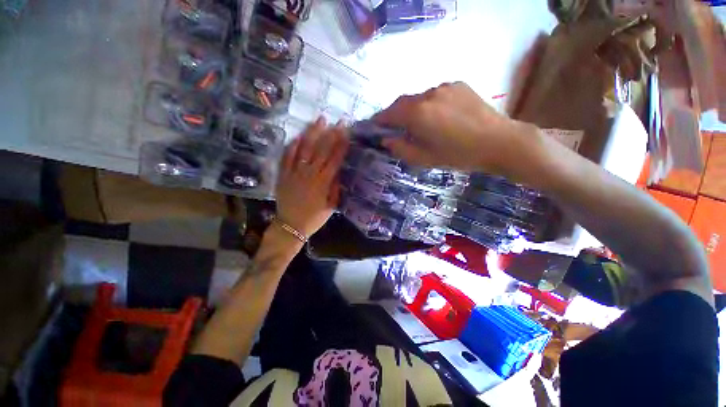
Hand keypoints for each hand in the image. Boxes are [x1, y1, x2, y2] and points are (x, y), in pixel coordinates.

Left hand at [275, 117, 348, 237]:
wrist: (290, 225)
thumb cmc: (314, 218)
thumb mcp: (331, 207)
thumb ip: (336, 189)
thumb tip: (339, 172)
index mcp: (323, 183)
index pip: (334, 159)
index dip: (341, 145)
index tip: (347, 132)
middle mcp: (309, 174)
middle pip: (321, 150)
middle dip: (331, 134)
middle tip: (338, 121)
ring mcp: (294, 173)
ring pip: (304, 149)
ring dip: (312, 133)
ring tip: (320, 120)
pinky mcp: (283, 174)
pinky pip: (287, 156)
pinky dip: (293, 144)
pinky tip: (299, 135)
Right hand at [374, 82, 537, 176]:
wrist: (499, 142)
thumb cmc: (458, 155)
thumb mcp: (424, 158)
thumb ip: (401, 149)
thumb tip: (386, 140)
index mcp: (417, 113)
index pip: (389, 113)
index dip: (379, 120)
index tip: (374, 127)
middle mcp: (428, 94)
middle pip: (402, 102)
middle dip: (394, 114)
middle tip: (394, 127)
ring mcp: (444, 87)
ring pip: (418, 98)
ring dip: (412, 109)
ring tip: (419, 124)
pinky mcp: (458, 85)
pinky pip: (435, 94)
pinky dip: (429, 104)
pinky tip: (438, 117)